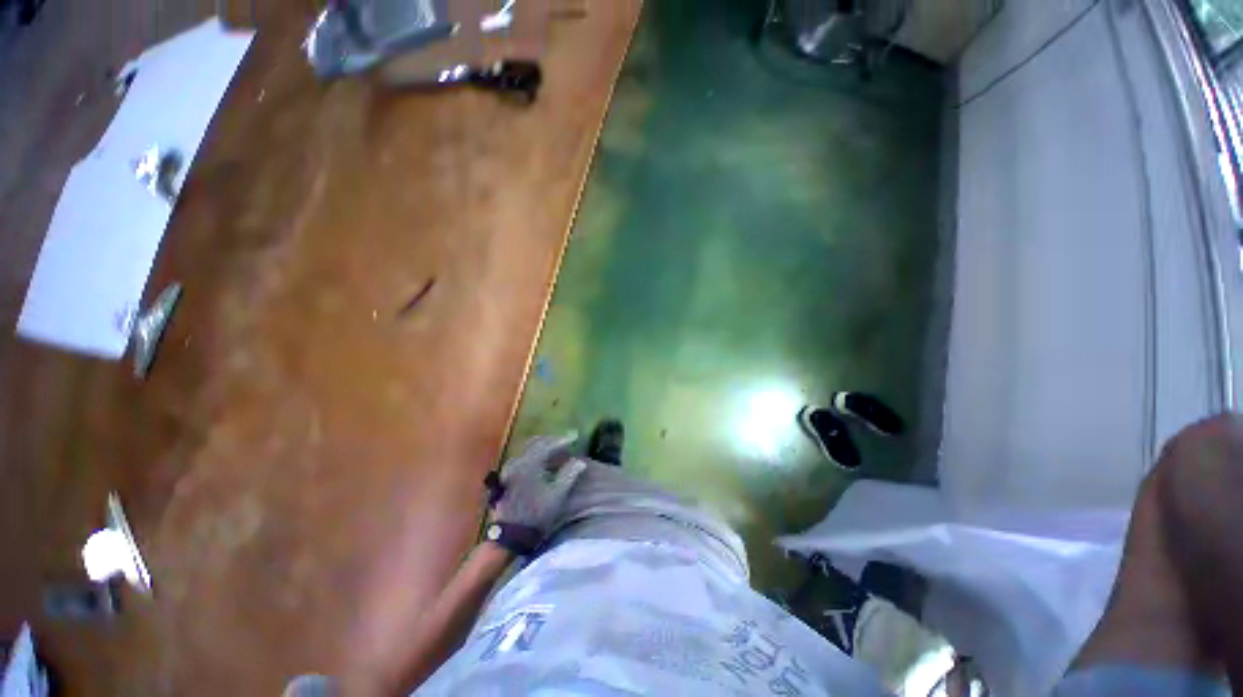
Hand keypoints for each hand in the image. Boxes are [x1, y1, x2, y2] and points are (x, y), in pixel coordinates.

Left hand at [490, 434, 585, 535]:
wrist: (509, 534)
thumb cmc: (536, 513)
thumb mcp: (557, 495)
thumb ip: (569, 474)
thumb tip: (580, 461)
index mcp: (530, 463)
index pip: (547, 444)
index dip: (561, 440)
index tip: (573, 439)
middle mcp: (517, 462)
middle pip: (535, 443)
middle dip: (550, 441)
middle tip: (563, 442)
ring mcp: (509, 470)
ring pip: (526, 450)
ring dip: (540, 447)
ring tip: (553, 451)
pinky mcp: (506, 478)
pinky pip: (521, 458)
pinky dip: (532, 455)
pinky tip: (539, 462)